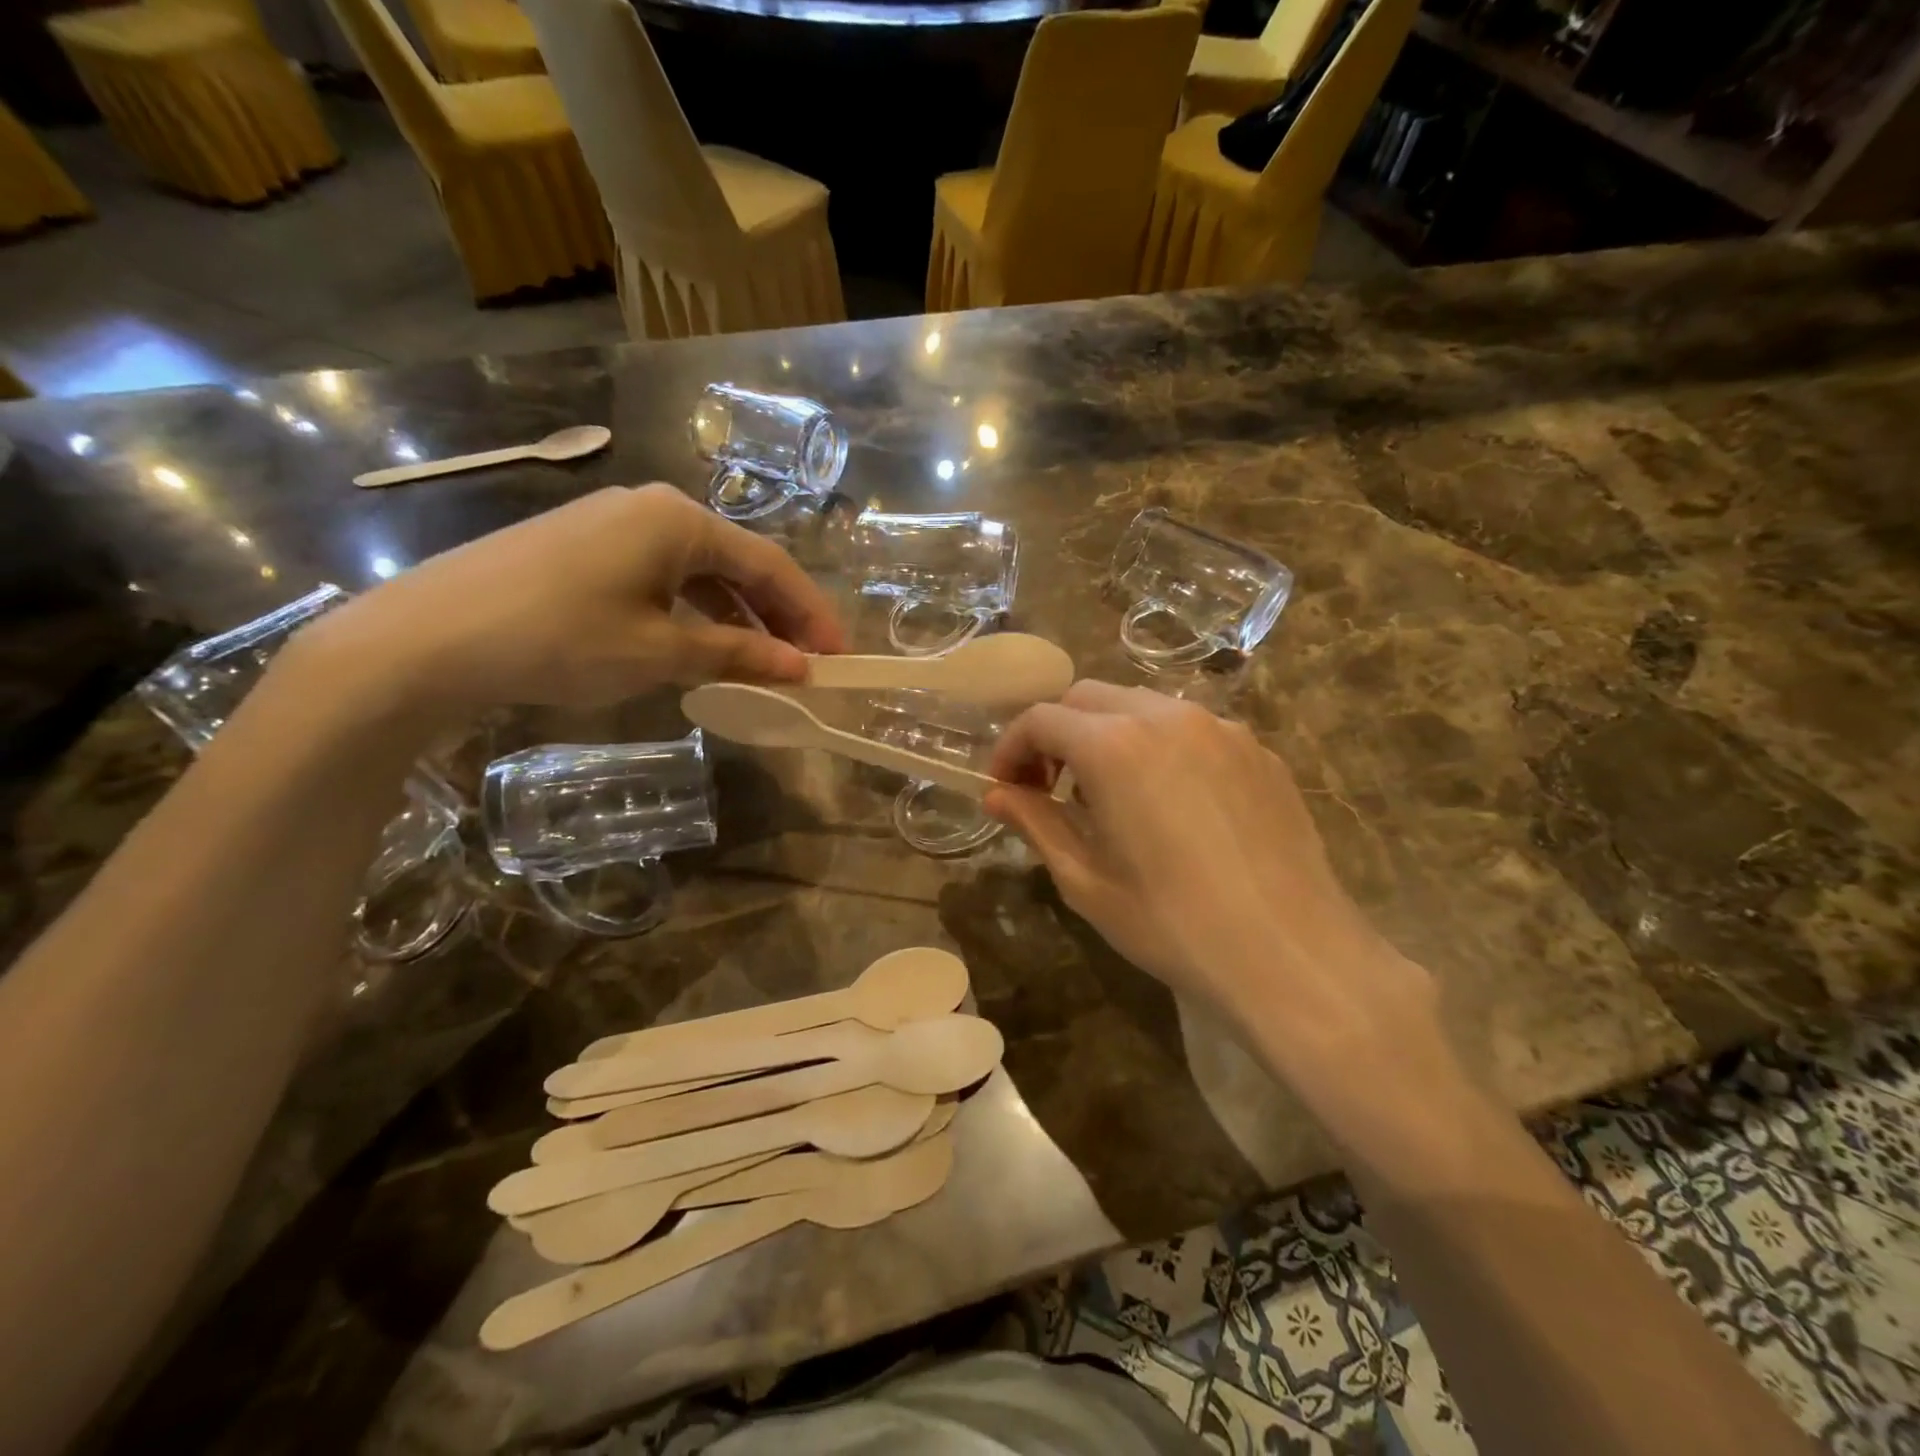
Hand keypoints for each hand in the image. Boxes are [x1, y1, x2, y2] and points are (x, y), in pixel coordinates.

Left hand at [298, 485, 844, 716]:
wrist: (426, 638)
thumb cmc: (559, 638)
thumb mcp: (659, 652)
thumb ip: (737, 654)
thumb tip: (799, 668)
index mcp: (680, 520)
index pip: (770, 565)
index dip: (810, 613)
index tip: (838, 657)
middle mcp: (652, 508)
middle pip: (737, 563)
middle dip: (777, 615)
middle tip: (806, 662)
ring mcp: (613, 523)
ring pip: (699, 571)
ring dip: (736, 616)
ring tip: (762, 661)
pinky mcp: (582, 547)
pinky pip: (661, 577)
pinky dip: (692, 612)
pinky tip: (699, 645)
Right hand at [985, 683, 1437, 1082]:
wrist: (1290, 954)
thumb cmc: (1171, 924)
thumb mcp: (1086, 880)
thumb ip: (1036, 824)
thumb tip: (997, 795)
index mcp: (1113, 745)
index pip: (1040, 718)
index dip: (1011, 749)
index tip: (1006, 788)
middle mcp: (1165, 716)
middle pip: (1088, 697)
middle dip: (1056, 733)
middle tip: (1050, 789)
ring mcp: (1220, 728)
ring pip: (1142, 705)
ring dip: (1107, 735)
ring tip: (1110, 796)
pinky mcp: (1258, 749)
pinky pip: (1191, 728)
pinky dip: (1159, 747)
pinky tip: (1171, 803)